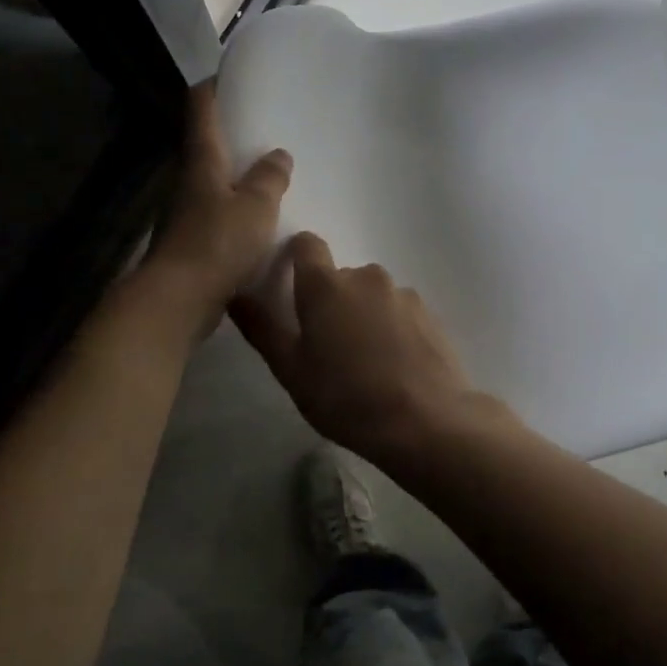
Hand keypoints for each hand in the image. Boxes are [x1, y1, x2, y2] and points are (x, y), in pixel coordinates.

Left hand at [142, 83, 291, 337]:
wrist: (179, 300)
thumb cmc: (217, 243)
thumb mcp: (255, 206)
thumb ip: (269, 178)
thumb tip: (278, 154)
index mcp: (202, 163)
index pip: (201, 112)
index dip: (212, 90)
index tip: (226, 75)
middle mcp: (189, 184)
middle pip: (206, 148)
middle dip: (230, 136)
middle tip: (263, 127)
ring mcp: (187, 215)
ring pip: (213, 185)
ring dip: (236, 177)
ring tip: (269, 174)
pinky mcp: (193, 245)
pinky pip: (219, 217)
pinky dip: (237, 211)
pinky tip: (261, 221)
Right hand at [230, 233, 495, 462]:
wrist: (425, 421)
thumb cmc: (346, 397)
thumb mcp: (291, 370)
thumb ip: (262, 328)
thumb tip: (236, 294)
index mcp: (326, 285)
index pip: (306, 244)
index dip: (295, 257)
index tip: (290, 286)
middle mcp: (366, 276)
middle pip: (339, 277)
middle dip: (330, 302)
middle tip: (327, 348)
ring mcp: (402, 293)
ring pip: (371, 295)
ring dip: (362, 315)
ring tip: (364, 362)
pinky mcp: (429, 314)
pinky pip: (399, 311)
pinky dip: (391, 328)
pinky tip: (394, 365)